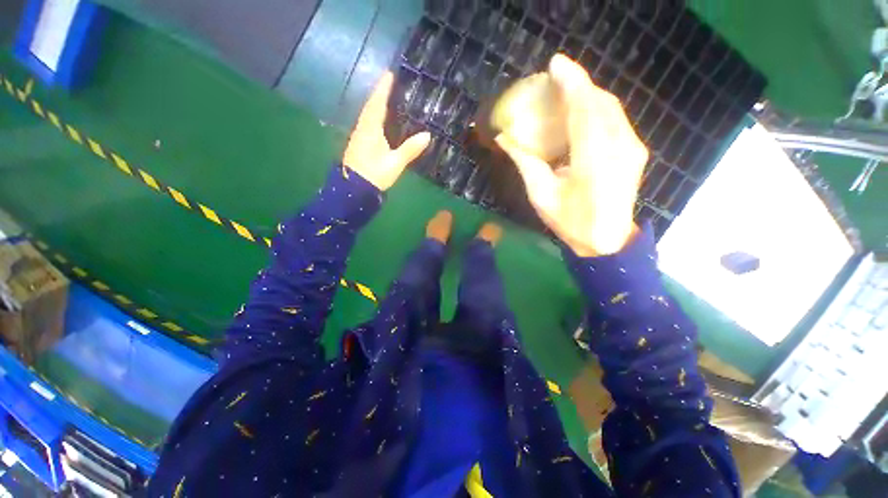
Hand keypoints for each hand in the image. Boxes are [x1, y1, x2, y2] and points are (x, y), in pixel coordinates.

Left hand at [343, 73, 430, 190]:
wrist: (353, 190)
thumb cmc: (374, 175)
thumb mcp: (395, 163)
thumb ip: (410, 149)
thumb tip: (427, 135)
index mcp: (370, 130)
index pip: (377, 104)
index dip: (383, 89)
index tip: (389, 73)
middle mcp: (362, 129)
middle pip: (370, 107)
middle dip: (379, 94)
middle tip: (390, 83)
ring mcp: (358, 137)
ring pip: (367, 115)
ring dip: (375, 104)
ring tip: (386, 98)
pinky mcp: (358, 145)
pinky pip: (367, 124)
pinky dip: (374, 116)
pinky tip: (380, 120)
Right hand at [496, 54, 647, 256]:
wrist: (606, 241)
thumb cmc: (569, 221)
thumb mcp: (540, 195)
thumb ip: (525, 163)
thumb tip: (504, 139)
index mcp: (593, 160)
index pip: (585, 110)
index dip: (571, 82)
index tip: (555, 64)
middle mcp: (619, 147)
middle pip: (601, 103)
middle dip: (578, 84)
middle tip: (554, 79)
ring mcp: (631, 148)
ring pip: (611, 108)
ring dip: (588, 95)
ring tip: (565, 92)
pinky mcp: (635, 151)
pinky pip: (616, 119)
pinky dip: (597, 109)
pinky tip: (581, 112)